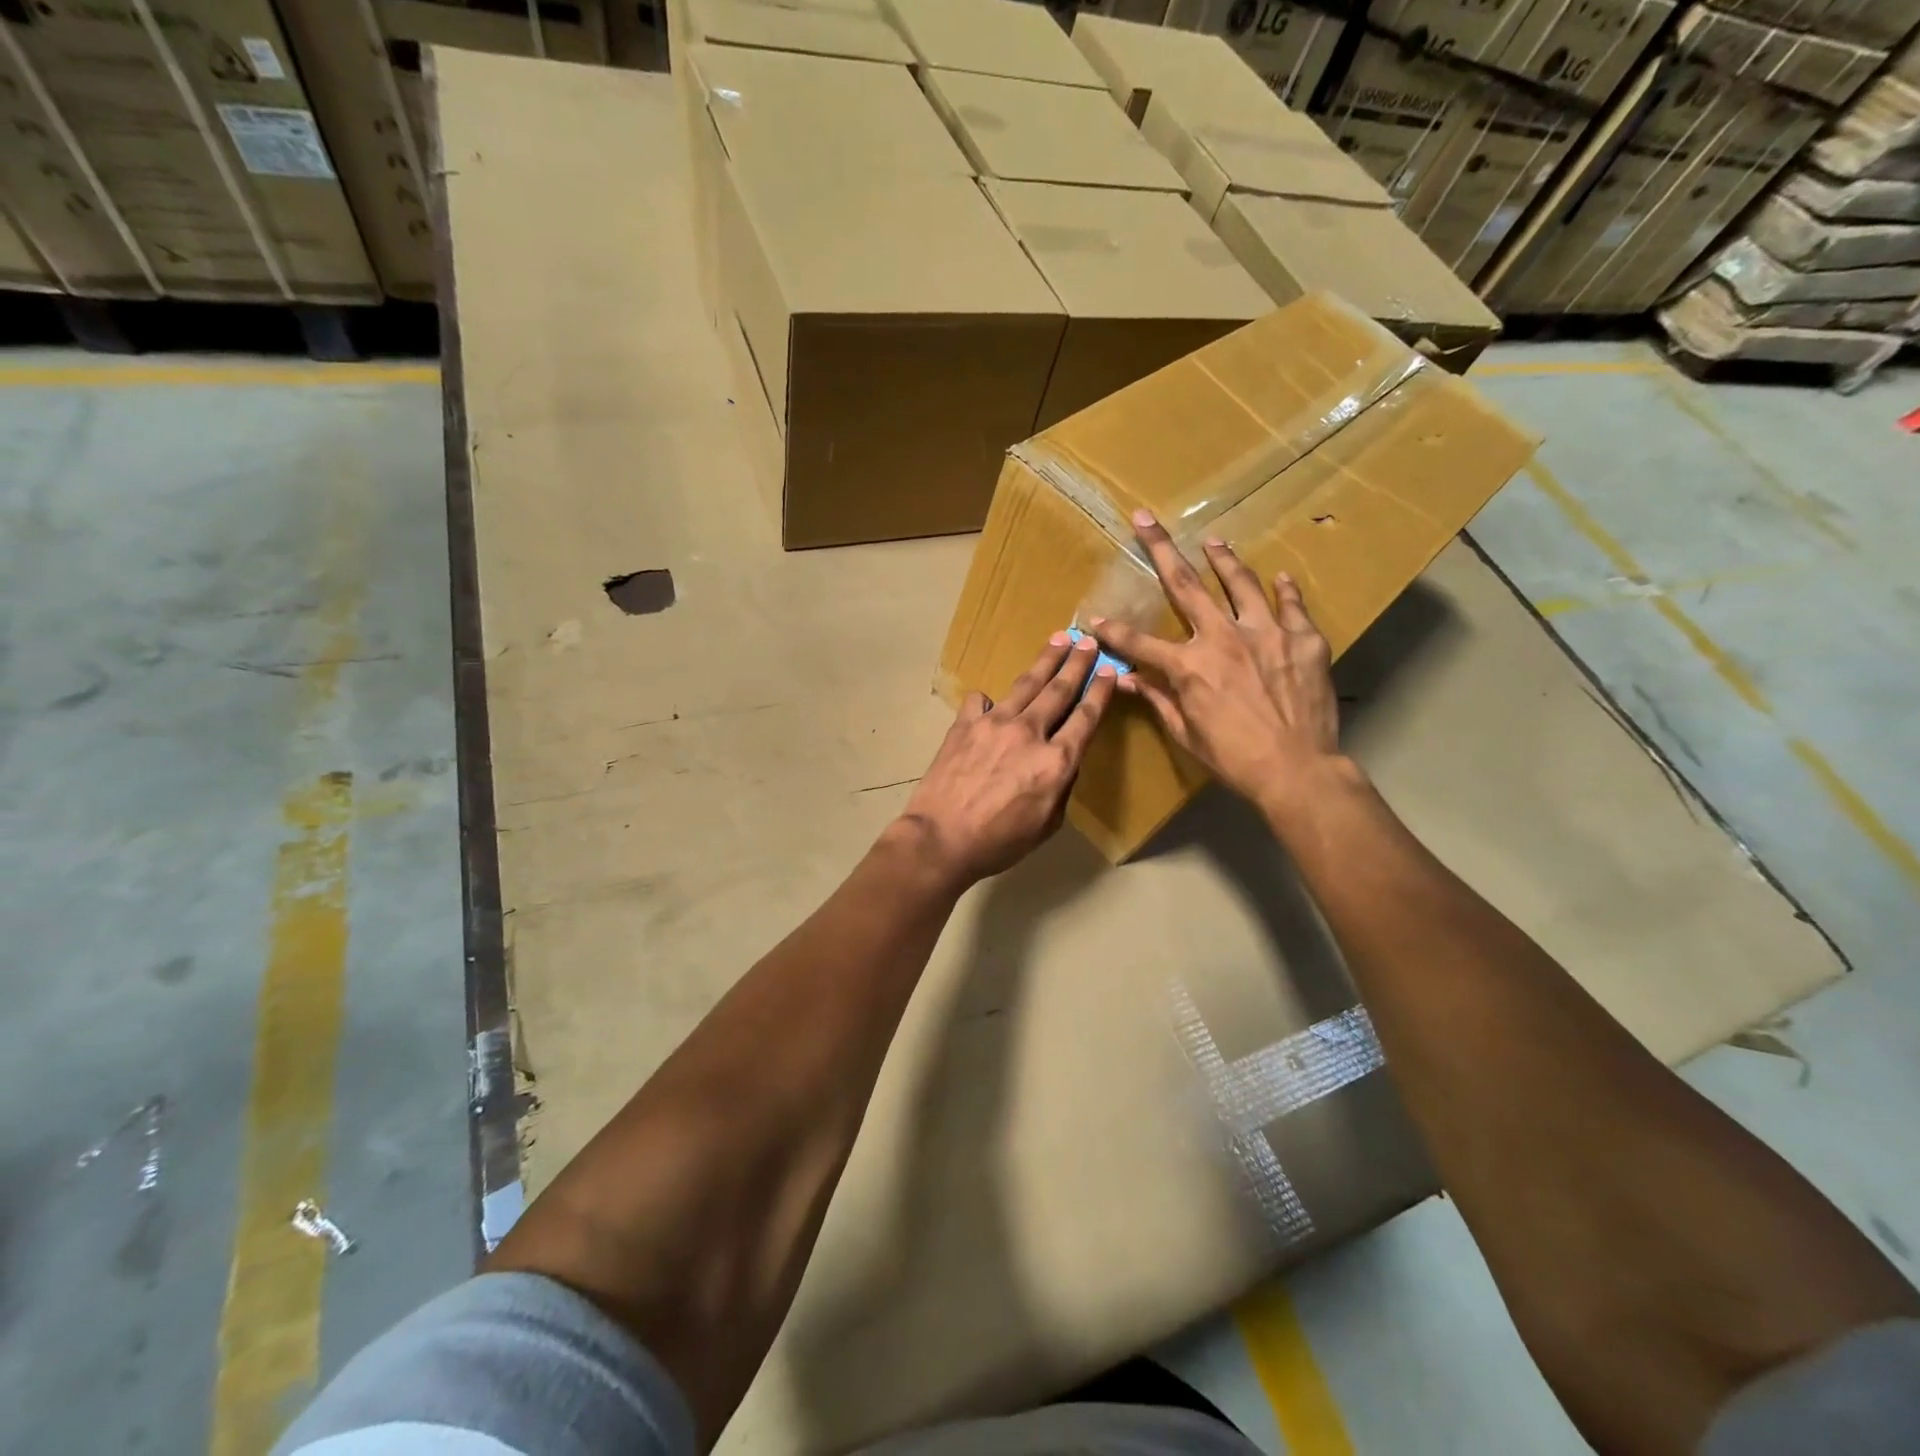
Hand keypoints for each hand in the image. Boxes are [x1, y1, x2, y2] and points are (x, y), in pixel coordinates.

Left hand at [898, 634, 1117, 885]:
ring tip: (1058, 639)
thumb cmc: (999, 842)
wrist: (941, 838)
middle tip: (1088, 640)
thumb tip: (1063, 761)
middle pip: (1059, 690)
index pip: (1086, 717)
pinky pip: (981, 702)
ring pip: (1026, 684)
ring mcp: (994, 723)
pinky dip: (990, 700)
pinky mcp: (964, 724)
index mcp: (1055, 761)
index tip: (1110, 670)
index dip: (1100, 691)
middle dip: (1077, 662)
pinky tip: (991, 702)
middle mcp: (1029, 732)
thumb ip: (1061, 787)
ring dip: (1045, 661)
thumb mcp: (1047, 824)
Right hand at [1091, 510, 1346, 817]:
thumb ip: (1158, 699)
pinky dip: (1284, 590)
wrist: (1297, 770)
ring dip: (1223, 559)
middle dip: (1160, 549)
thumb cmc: (1234, 759)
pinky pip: (1291, 606)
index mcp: (1189, 667)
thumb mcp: (1186, 734)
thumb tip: (1126, 679)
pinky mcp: (1303, 640)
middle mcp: (1223, 638)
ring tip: (1214, 541)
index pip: (1139, 642)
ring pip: (1241, 584)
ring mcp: (1266, 634)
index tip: (1094, 619)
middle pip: (1185, 586)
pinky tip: (1278, 577)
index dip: (1113, 631)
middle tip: (1145, 519)